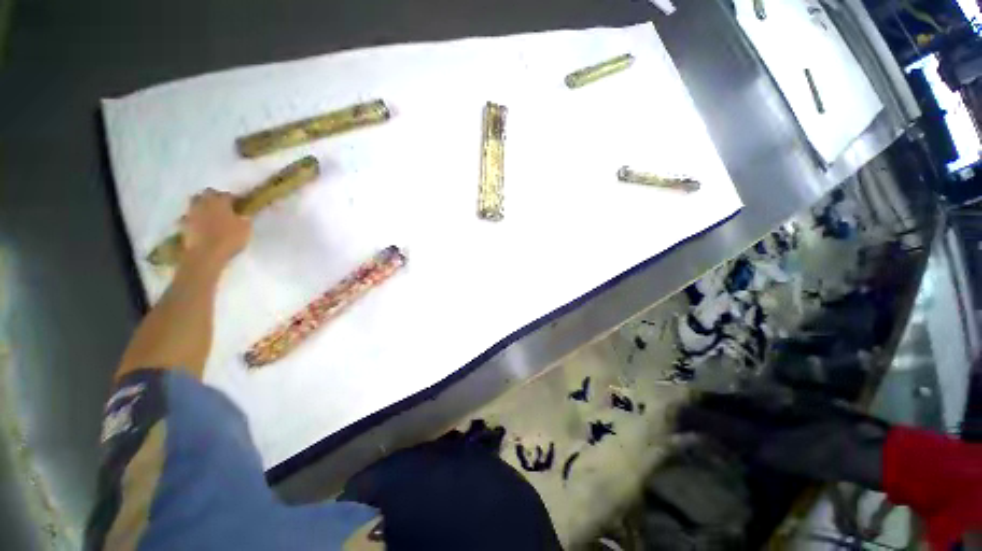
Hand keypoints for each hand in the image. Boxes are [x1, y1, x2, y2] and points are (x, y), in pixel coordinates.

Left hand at [180, 189, 251, 268]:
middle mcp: (204, 202)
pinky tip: (202, 225)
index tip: (241, 207)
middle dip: (215, 198)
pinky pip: (191, 216)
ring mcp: (192, 212)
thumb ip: (244, 217)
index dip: (236, 200)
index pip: (229, 195)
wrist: (205, 255)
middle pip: (208, 194)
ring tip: (212, 215)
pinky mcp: (184, 223)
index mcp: (220, 200)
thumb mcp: (245, 227)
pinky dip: (196, 218)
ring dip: (204, 206)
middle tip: (224, 208)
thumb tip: (244, 212)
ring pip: (197, 203)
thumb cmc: (229, 238)